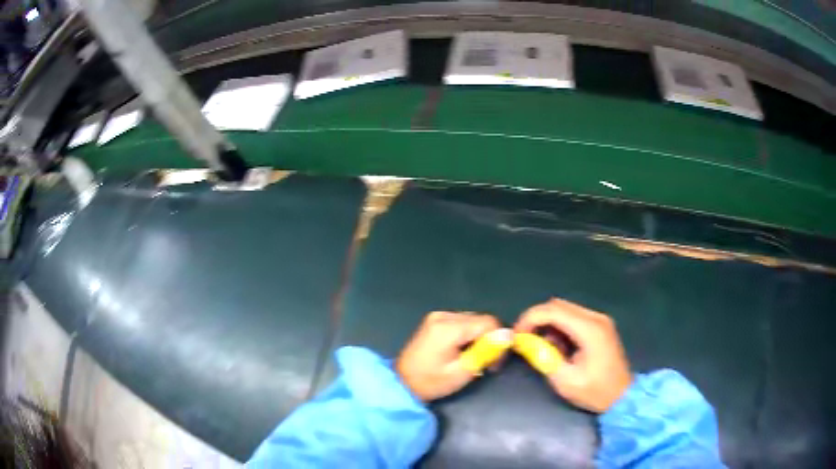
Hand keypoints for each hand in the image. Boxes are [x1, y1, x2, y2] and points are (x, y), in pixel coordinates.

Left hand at [396, 312, 502, 401]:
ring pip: (473, 320)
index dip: (499, 340)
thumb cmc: (431, 382)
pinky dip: (468, 335)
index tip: (496, 361)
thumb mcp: (462, 372)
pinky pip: (462, 322)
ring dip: (479, 338)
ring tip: (475, 358)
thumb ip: (486, 351)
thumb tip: (508, 335)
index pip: (489, 322)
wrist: (401, 383)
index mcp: (449, 327)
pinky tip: (463, 351)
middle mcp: (444, 315)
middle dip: (489, 339)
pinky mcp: (435, 320)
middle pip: (481, 320)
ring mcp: (438, 316)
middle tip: (487, 363)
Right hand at [514, 298, 632, 412]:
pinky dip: (559, 328)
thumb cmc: (595, 392)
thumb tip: (524, 342)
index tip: (516, 336)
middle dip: (537, 319)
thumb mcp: (566, 381)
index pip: (553, 310)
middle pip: (558, 305)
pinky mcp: (600, 326)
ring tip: (542, 348)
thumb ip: (544, 358)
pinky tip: (558, 347)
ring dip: (548, 324)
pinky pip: (573, 318)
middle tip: (524, 340)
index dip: (530, 318)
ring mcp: (599, 320)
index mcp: (590, 329)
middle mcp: (596, 318)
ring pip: (564, 310)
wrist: (623, 396)